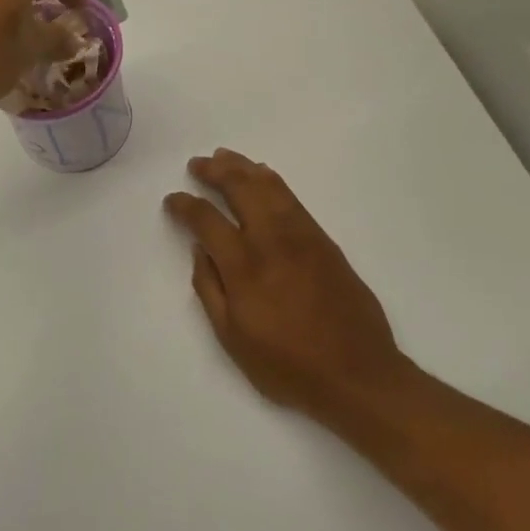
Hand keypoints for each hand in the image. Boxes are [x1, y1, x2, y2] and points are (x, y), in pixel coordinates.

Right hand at [164, 150, 408, 423]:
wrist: (357, 373)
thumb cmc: (288, 366)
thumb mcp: (233, 339)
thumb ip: (210, 289)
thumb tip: (200, 250)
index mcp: (244, 267)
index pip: (207, 220)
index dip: (185, 206)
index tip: (172, 200)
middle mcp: (273, 240)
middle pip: (241, 188)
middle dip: (215, 171)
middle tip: (197, 164)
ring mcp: (303, 236)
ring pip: (270, 186)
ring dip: (244, 167)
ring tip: (224, 157)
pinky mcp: (325, 241)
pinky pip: (292, 199)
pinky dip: (273, 181)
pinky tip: (263, 177)